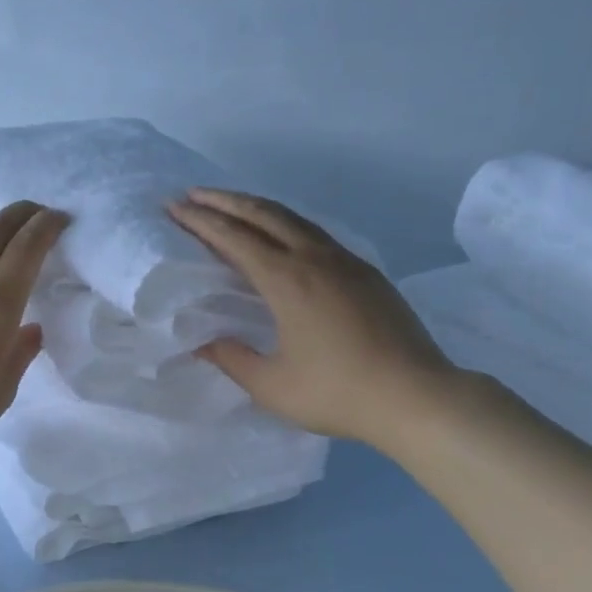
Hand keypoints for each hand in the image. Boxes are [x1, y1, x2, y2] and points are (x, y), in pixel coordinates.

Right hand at [168, 188, 461, 454]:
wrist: (417, 396)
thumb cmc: (338, 392)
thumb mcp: (271, 385)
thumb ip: (231, 358)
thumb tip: (202, 340)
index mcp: (287, 280)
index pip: (233, 238)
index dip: (200, 221)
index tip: (174, 207)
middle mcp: (314, 258)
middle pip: (263, 214)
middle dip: (224, 200)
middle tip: (192, 194)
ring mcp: (345, 261)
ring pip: (293, 219)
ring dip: (256, 207)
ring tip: (229, 205)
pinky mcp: (365, 272)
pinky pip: (315, 233)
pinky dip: (284, 223)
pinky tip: (280, 234)